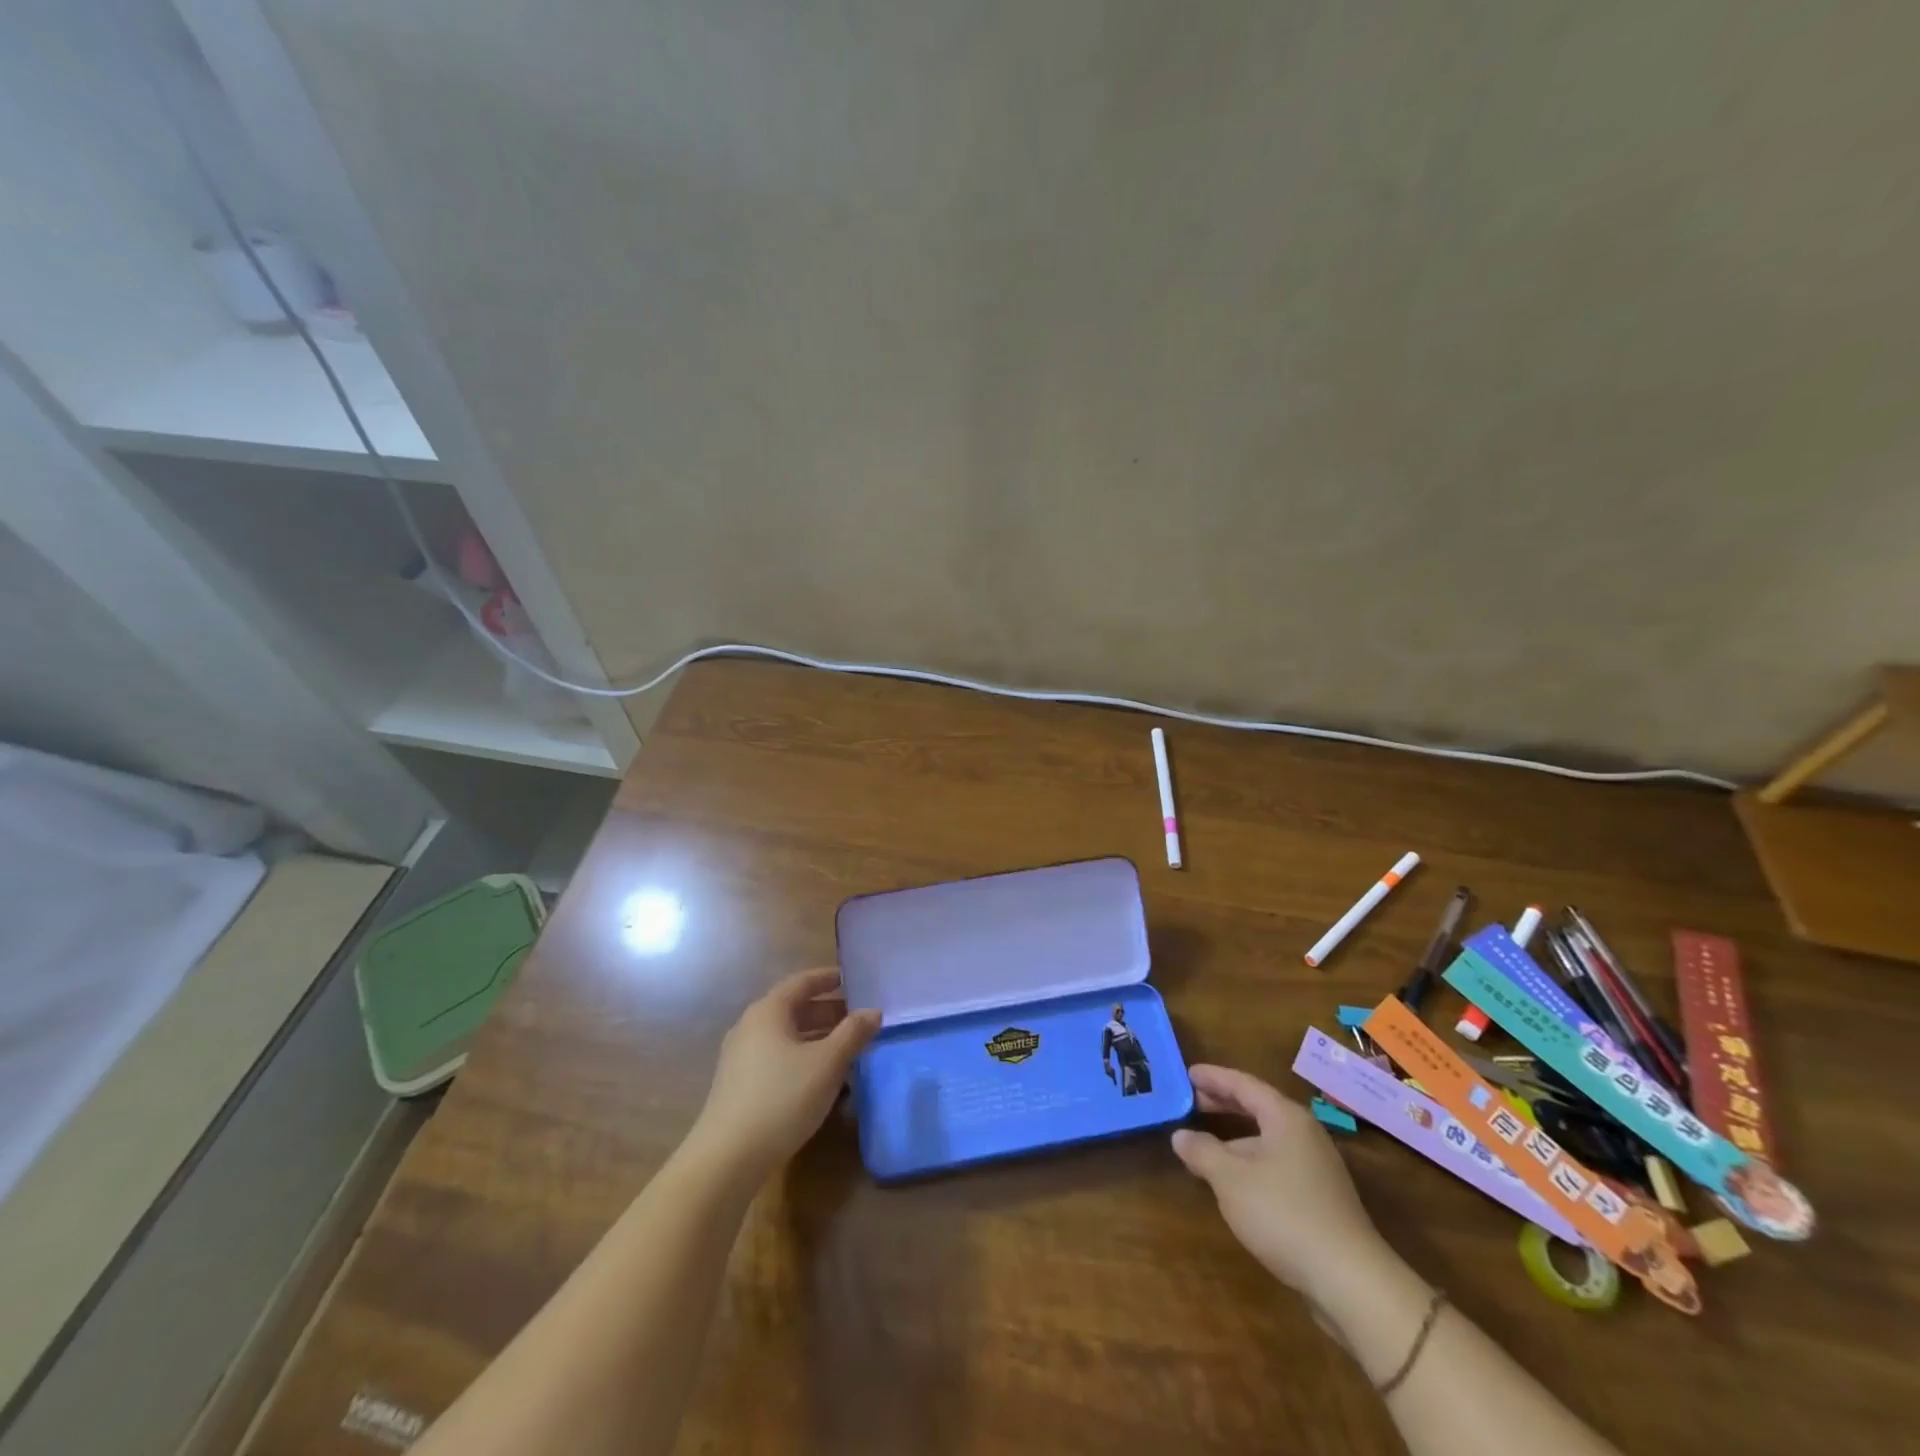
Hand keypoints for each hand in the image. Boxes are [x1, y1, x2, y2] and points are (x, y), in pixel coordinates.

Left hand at [690, 967, 881, 1178]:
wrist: (727, 1158)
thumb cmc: (782, 1098)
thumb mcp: (827, 1063)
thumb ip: (853, 1033)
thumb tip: (874, 1012)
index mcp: (768, 1011)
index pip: (801, 982)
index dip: (827, 978)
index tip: (850, 978)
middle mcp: (750, 1026)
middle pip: (793, 1009)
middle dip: (827, 1012)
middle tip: (857, 1019)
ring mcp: (741, 1057)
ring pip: (786, 1036)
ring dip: (817, 1037)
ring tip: (846, 1049)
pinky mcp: (739, 1085)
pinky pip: (777, 1057)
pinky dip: (802, 1057)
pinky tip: (821, 1079)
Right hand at [1172, 1065, 1387, 1300]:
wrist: (1350, 1280)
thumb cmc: (1284, 1213)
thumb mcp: (1230, 1179)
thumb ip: (1202, 1151)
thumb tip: (1181, 1135)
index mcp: (1285, 1117)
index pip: (1243, 1084)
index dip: (1213, 1077)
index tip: (1187, 1073)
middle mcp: (1304, 1133)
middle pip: (1257, 1107)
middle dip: (1223, 1103)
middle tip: (1191, 1101)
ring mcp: (1316, 1166)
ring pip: (1267, 1138)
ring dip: (1235, 1137)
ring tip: (1205, 1146)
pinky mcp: (1321, 1197)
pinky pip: (1276, 1163)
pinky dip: (1250, 1161)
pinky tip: (1235, 1182)